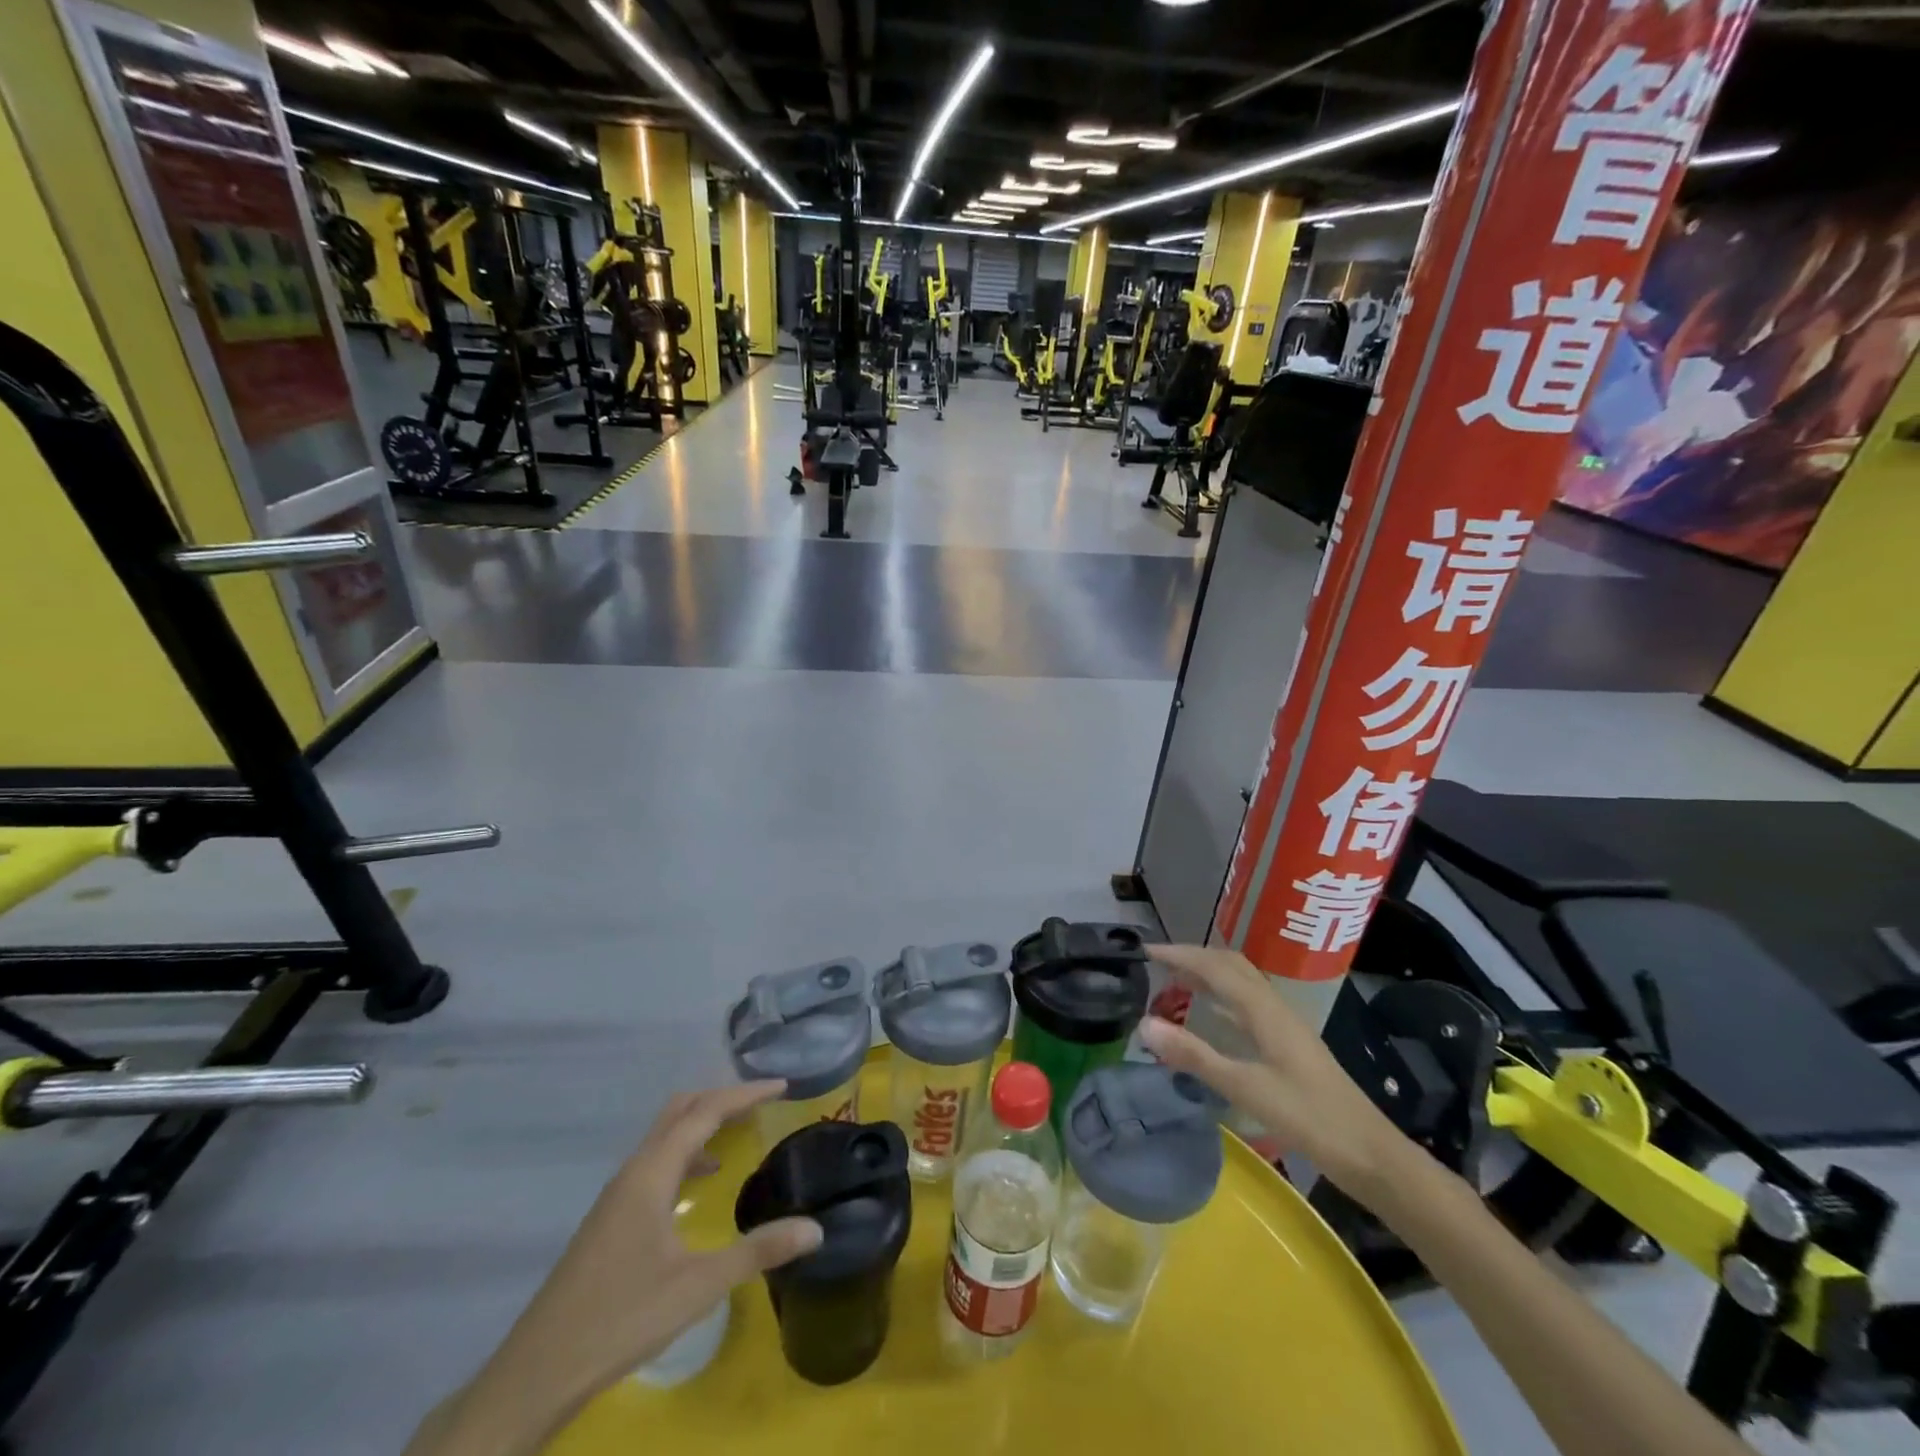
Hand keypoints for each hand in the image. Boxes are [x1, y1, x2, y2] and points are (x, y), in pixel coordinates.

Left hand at [410, 1082, 820, 1455]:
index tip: (782, 1085)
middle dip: (723, 1097)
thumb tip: (815, 1229)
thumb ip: (758, 1252)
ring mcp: (619, 1193)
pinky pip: (657, 1161)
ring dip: (703, 1122)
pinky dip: (688, 1152)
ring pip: (665, 1135)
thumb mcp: (698, 1287)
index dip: (745, 1094)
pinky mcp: (612, 1215)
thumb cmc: (621, 1319)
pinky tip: (704, 1180)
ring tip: (742, 1130)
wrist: (538, 1372)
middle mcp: (634, 1170)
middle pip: (681, 1110)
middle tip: (763, 1102)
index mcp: (652, 1172)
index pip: (705, 1111)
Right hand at [1138, 944, 1410, 1199]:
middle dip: (1194, 957)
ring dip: (1209, 973)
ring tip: (1176, 981)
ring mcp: (1284, 1025)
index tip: (1146, 951)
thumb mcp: (1245, 1088)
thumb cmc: (1308, 1118)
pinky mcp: (1289, 1043)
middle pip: (1231, 965)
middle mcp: (1274, 1007)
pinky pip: (1248, 1003)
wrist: (1370, 1153)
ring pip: (1242, 982)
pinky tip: (1211, 1015)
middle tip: (1158, 963)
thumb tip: (1144, 1024)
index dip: (1180, 954)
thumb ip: (1194, 1055)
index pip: (1215, 967)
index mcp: (1264, 1010)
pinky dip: (1222, 996)